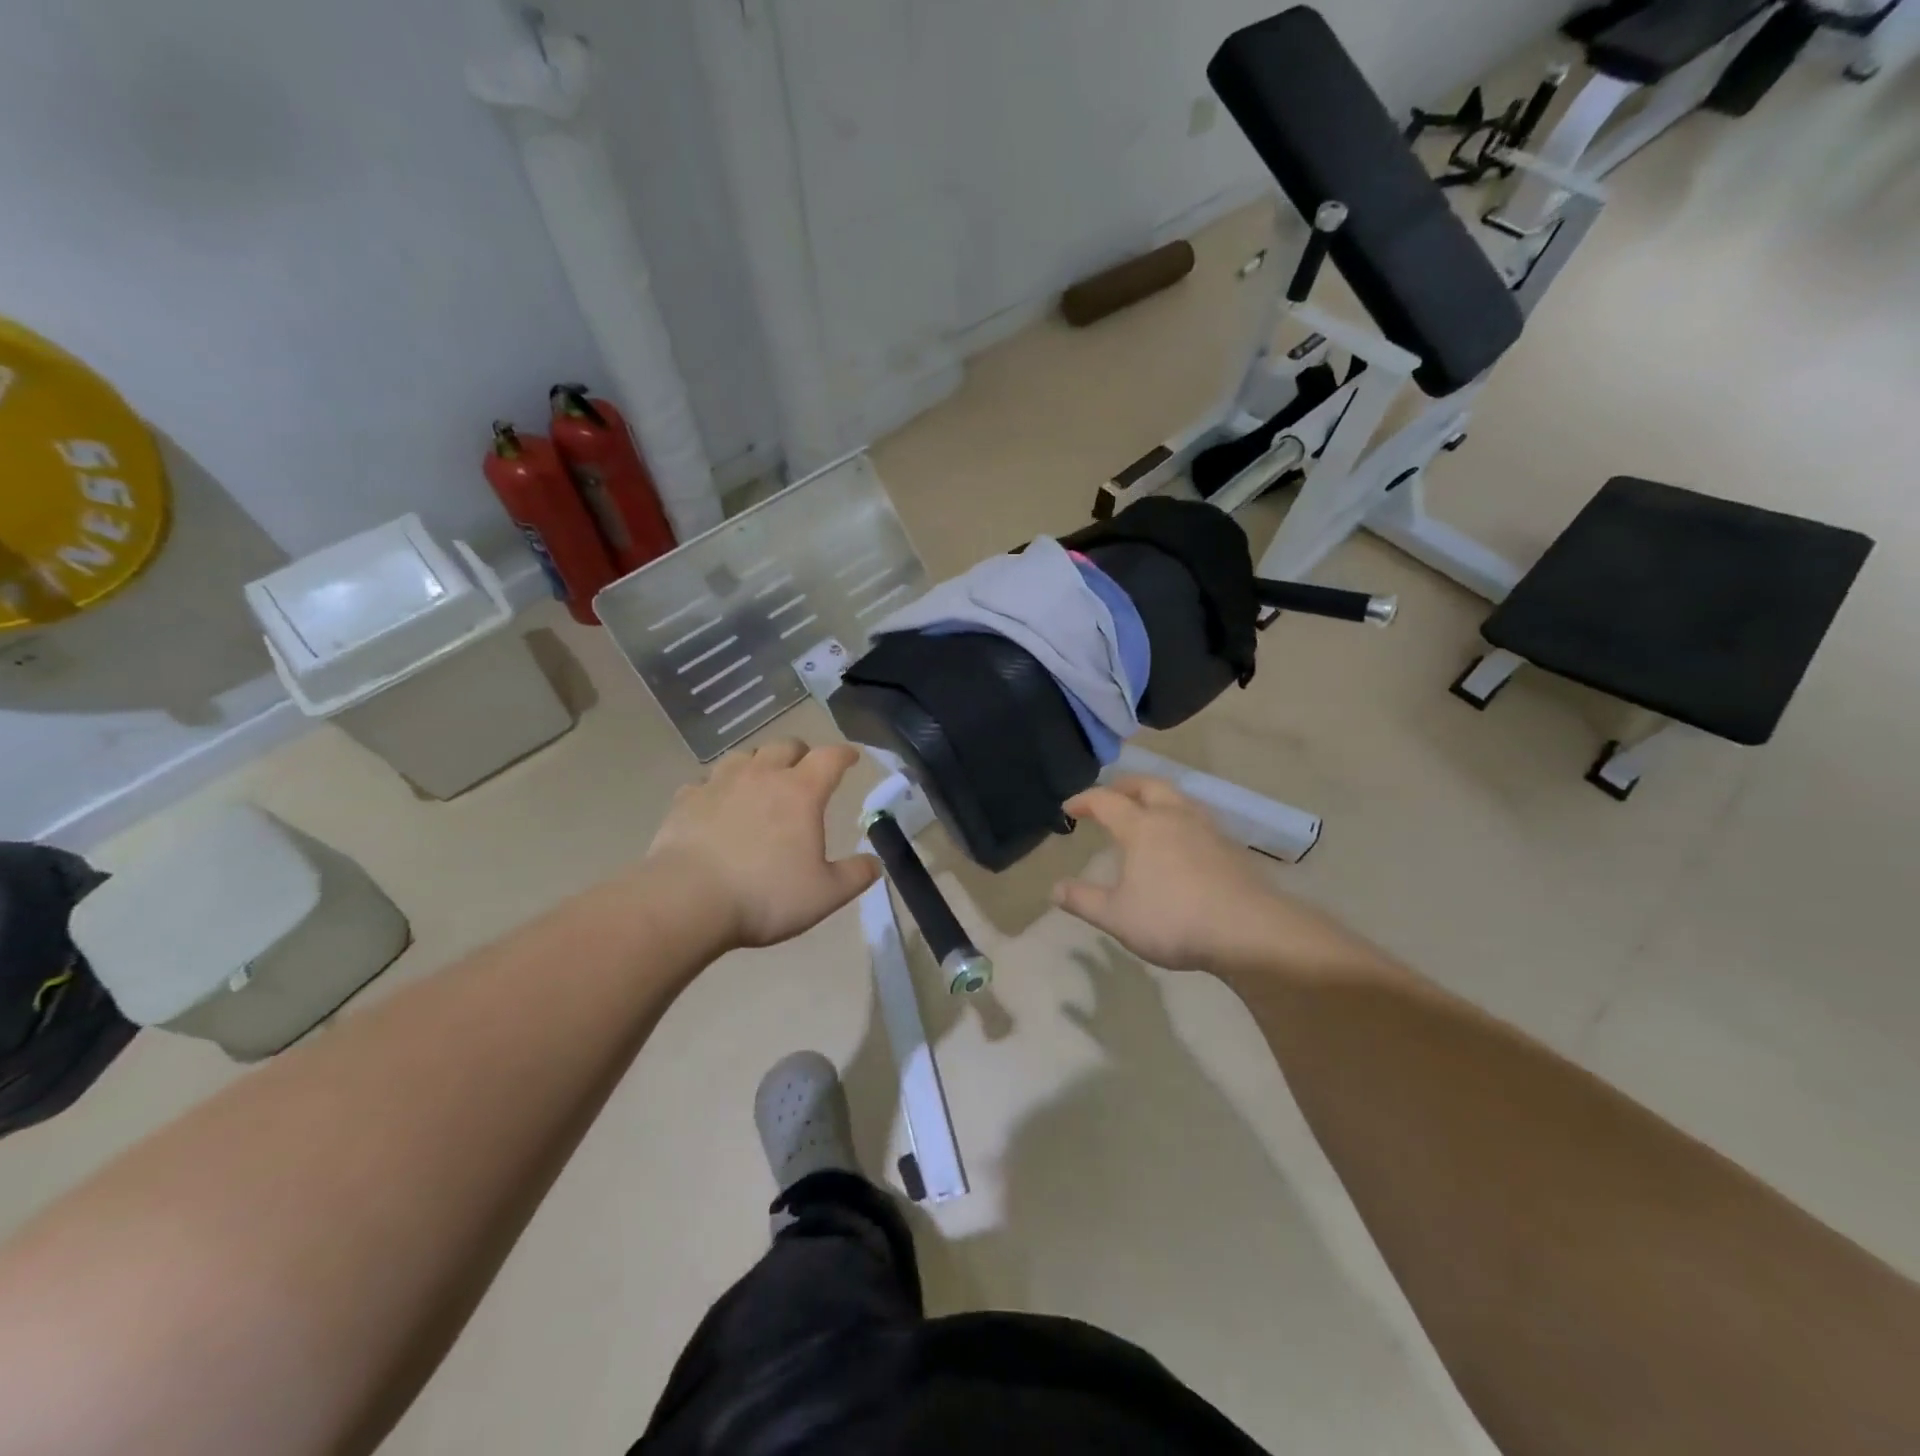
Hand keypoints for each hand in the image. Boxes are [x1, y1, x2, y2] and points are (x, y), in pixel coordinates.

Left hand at [646, 740, 879, 950]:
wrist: (687, 901)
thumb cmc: (765, 895)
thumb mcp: (825, 894)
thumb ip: (855, 875)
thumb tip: (875, 863)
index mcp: (801, 792)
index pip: (830, 758)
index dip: (845, 754)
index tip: (852, 757)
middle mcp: (761, 776)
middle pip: (785, 746)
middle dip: (800, 753)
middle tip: (805, 768)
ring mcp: (719, 784)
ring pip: (743, 756)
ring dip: (758, 763)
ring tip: (761, 780)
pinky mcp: (686, 801)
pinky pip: (705, 782)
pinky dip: (717, 788)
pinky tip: (716, 804)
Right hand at [1052, 777, 1340, 975]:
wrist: (1249, 931)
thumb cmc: (1173, 919)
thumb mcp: (1116, 917)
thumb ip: (1083, 900)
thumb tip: (1055, 888)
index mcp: (1141, 827)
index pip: (1106, 801)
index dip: (1084, 800)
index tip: (1069, 809)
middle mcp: (1174, 817)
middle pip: (1147, 785)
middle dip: (1124, 786)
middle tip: (1110, 796)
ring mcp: (1206, 829)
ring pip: (1177, 798)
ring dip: (1155, 798)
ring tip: (1146, 814)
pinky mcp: (1229, 847)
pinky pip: (1197, 819)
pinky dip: (1179, 819)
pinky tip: (1180, 843)